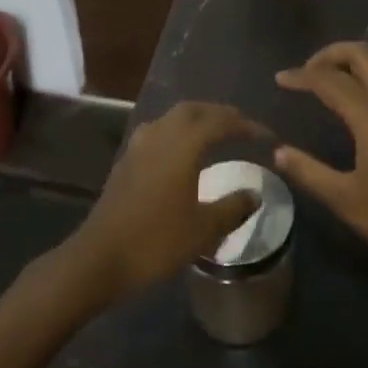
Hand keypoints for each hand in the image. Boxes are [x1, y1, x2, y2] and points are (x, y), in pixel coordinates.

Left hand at [65, 100, 266, 303]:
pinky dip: (177, 133)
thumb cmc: (156, 241)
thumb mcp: (204, 229)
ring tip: (215, 134)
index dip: (246, 126)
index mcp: (183, 145)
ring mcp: (138, 147)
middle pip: (193, 109)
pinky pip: (157, 132)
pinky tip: (182, 154)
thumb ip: (233, 207)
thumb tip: (255, 194)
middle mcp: (159, 135)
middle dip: (220, 114)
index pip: (220, 122)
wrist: (100, 258)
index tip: (267, 136)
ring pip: (172, 118)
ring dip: (196, 119)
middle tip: (241, 127)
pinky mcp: (125, 162)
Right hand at [274, 41, 367, 292]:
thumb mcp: (346, 200)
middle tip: (307, 72)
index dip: (301, 76)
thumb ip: (309, 171)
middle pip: (364, 54)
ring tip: (329, 82)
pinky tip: (359, 105)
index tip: (279, 79)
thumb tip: (278, 152)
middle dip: (332, 54)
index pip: (330, 79)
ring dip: (354, 62)